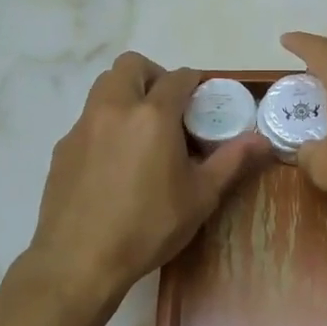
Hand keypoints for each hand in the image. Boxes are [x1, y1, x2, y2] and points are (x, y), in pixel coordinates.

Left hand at [27, 53, 265, 307]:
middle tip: (169, 109)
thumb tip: (263, 140)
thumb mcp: (200, 197)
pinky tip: (115, 163)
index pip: (178, 77)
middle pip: (131, 66)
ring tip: (143, 132)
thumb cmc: (149, 226)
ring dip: (126, 94)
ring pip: (104, 87)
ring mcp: (83, 126)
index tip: (203, 101)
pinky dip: (106, 124)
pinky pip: (88, 119)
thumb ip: (232, 161)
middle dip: (154, 76)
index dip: (194, 83)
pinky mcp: (63, 147)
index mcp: (152, 115)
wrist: (79, 260)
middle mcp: (114, 109)